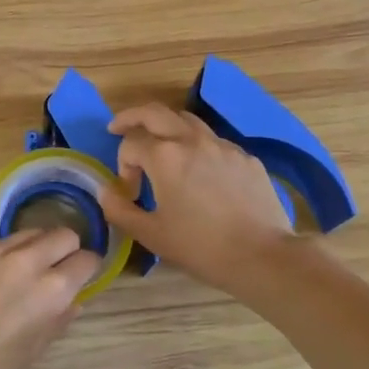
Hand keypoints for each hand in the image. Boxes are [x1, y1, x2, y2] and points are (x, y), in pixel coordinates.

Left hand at [0, 229, 100, 368]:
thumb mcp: (34, 350)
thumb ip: (58, 319)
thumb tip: (72, 300)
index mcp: (53, 289)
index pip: (88, 259)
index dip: (86, 269)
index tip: (79, 276)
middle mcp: (28, 260)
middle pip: (63, 234)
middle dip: (64, 249)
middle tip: (52, 268)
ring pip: (27, 232)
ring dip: (29, 249)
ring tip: (13, 271)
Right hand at [96, 104, 295, 291]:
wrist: (262, 255)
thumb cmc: (201, 247)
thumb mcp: (151, 235)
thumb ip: (120, 210)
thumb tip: (105, 192)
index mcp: (164, 156)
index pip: (130, 143)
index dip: (122, 165)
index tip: (129, 192)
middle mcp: (192, 140)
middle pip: (155, 112)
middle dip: (132, 117)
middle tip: (118, 127)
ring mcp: (223, 145)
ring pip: (187, 120)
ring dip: (166, 126)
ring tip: (160, 144)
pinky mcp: (245, 157)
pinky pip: (214, 141)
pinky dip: (197, 146)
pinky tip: (200, 171)